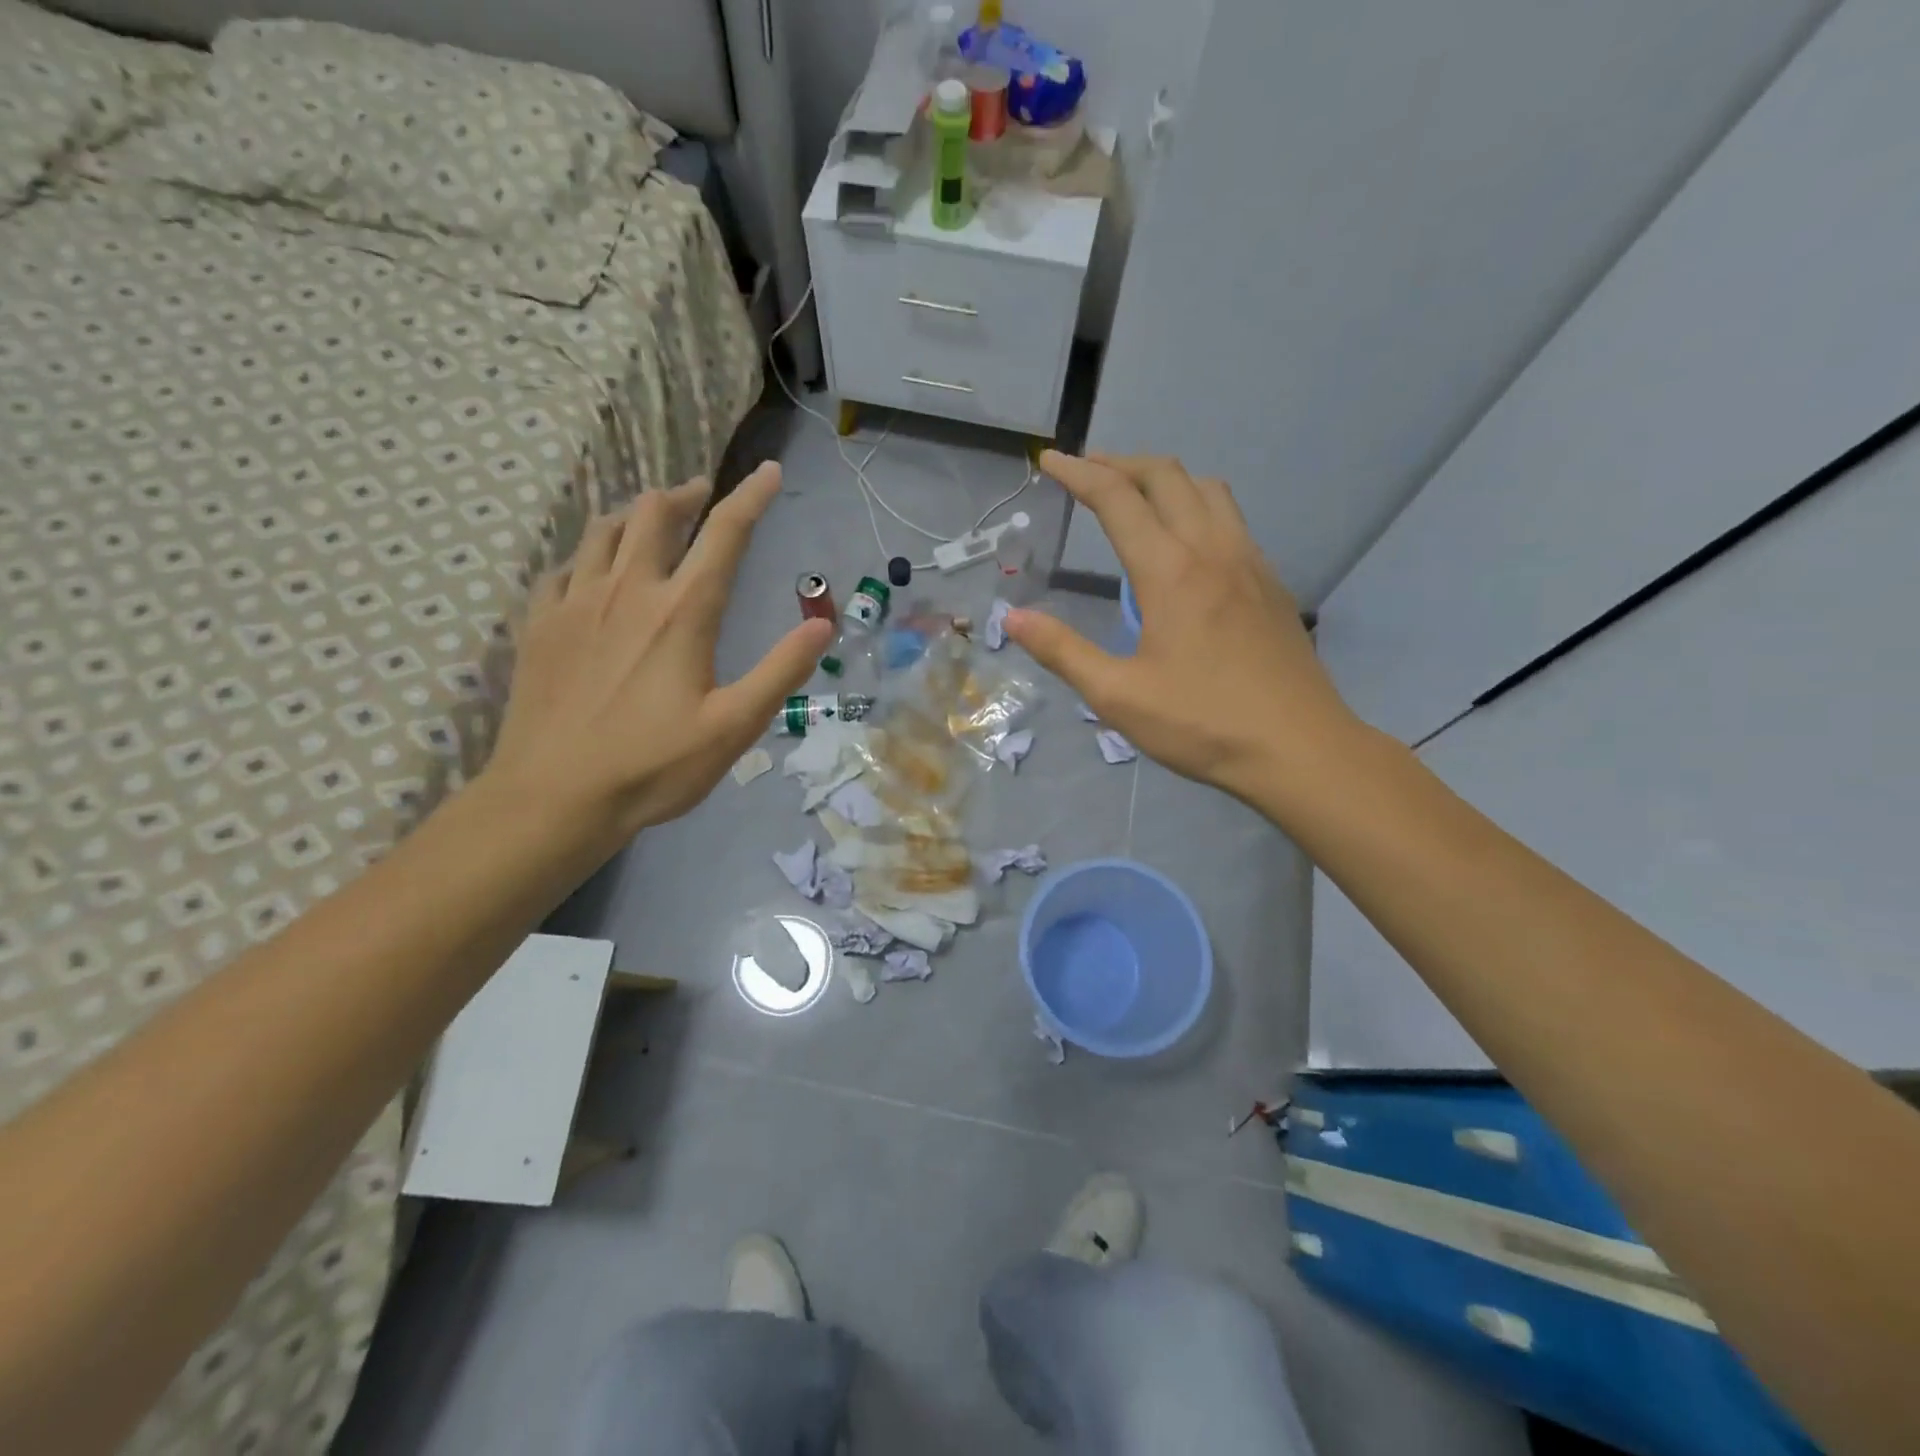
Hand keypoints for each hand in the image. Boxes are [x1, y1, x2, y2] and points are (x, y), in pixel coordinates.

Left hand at [485, 463, 832, 852]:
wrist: (554, 798)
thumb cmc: (653, 766)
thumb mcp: (734, 726)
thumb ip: (780, 671)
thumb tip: (822, 625)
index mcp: (682, 612)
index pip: (724, 535)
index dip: (750, 498)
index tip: (768, 471)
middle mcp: (628, 591)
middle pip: (653, 514)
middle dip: (685, 495)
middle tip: (703, 495)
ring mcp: (576, 603)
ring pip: (603, 530)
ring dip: (634, 514)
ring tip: (651, 518)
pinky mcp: (540, 625)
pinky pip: (564, 568)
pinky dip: (588, 555)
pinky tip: (594, 571)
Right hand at [1006, 452, 1360, 805]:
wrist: (1299, 748)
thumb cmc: (1202, 724)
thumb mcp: (1118, 697)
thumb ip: (1063, 651)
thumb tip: (1013, 617)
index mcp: (1170, 572)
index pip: (1117, 499)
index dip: (1078, 474)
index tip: (1049, 461)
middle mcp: (1212, 550)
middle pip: (1167, 476)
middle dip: (1121, 463)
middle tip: (1086, 471)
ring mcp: (1250, 562)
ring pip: (1207, 489)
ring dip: (1165, 478)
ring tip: (1135, 495)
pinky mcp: (1270, 582)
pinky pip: (1231, 518)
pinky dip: (1197, 504)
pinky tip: (1186, 541)